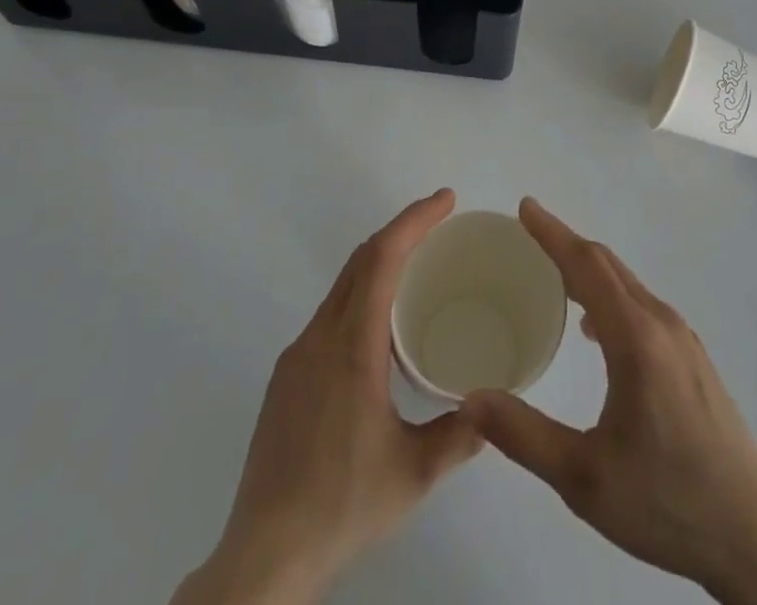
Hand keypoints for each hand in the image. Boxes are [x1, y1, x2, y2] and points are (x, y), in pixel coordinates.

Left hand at [175, 190, 481, 604]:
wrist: (263, 557)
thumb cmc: (342, 505)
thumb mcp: (413, 473)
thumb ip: (459, 435)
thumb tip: (493, 408)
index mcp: (352, 347)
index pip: (382, 258)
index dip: (414, 220)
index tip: (445, 200)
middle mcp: (320, 337)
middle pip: (361, 260)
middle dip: (401, 230)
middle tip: (440, 222)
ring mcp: (297, 356)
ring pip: (342, 285)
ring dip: (379, 262)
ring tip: (417, 268)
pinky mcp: (286, 378)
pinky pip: (329, 314)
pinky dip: (361, 295)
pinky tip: (379, 329)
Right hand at [462, 200, 756, 604]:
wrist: (755, 536)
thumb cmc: (667, 502)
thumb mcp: (585, 479)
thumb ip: (524, 435)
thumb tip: (470, 398)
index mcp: (636, 338)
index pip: (587, 265)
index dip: (553, 233)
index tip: (525, 207)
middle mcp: (662, 323)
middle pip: (608, 266)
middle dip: (567, 244)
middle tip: (528, 235)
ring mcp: (684, 340)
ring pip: (628, 285)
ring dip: (589, 271)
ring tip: (553, 278)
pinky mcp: (694, 360)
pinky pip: (642, 306)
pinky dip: (610, 296)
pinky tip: (596, 331)